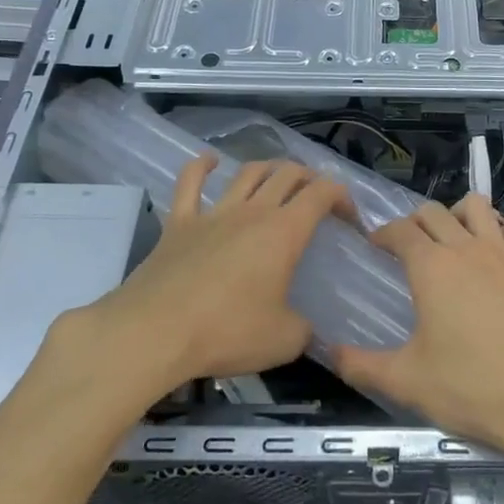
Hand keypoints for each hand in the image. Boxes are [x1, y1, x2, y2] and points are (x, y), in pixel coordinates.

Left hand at [37, 157, 351, 410]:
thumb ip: (303, 329)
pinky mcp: (179, 222)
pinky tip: (210, 161)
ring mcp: (213, 212)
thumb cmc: (227, 333)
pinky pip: (190, 182)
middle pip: (287, 174)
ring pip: (247, 172)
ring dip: (268, 169)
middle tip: (316, 198)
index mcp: (284, 232)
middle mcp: (252, 211)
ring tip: (277, 178)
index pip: (322, 193)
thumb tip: (306, 328)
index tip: (349, 217)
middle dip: (309, 178)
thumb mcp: (284, 341)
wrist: (154, 332)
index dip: (342, 196)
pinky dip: (202, 166)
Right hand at [334, 192, 503, 477]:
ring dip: (456, 213)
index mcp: (432, 268)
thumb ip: (363, 366)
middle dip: (414, 221)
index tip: (375, 244)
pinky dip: (493, 229)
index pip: (401, 231)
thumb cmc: (474, 389)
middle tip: (406, 246)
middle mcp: (467, 248)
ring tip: (450, 239)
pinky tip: (490, 255)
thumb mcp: (409, 382)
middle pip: (434, 212)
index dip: (383, 233)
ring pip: (476, 207)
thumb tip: (329, 353)